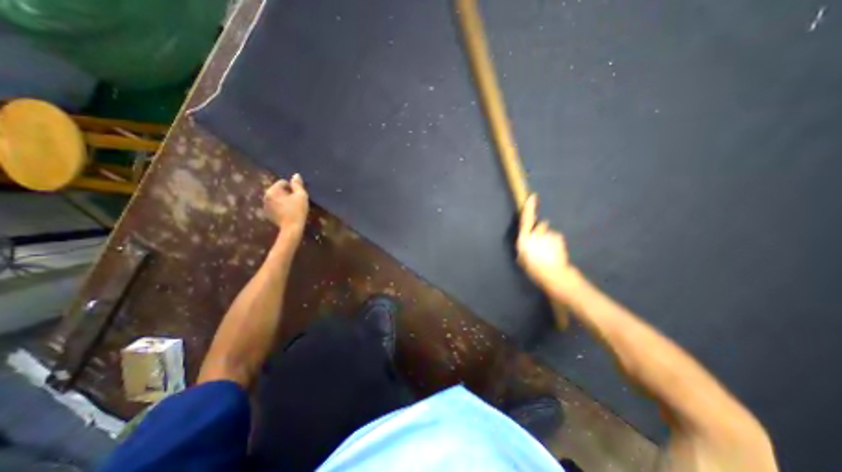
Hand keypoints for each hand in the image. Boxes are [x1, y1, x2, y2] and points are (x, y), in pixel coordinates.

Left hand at [263, 174, 307, 238]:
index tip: (298, 196)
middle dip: (287, 193)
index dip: (293, 188)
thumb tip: (296, 175)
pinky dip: (280, 207)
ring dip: (283, 200)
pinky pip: (275, 205)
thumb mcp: (301, 196)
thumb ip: (297, 184)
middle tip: (296, 201)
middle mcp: (265, 196)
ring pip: (276, 198)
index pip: (283, 182)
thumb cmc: (297, 210)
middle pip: (279, 190)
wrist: (292, 228)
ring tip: (292, 207)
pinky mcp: (267, 213)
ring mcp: (265, 205)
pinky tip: (287, 212)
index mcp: (272, 190)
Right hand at [517, 192, 575, 288]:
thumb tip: (526, 241)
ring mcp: (549, 235)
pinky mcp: (559, 238)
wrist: (553, 274)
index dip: (529, 208)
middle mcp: (536, 234)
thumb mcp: (523, 259)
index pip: (526, 220)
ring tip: (550, 253)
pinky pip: (557, 238)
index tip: (533, 196)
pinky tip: (556, 254)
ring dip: (550, 240)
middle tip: (543, 245)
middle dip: (542, 231)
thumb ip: (524, 247)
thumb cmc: (534, 269)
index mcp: (524, 239)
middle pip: (541, 226)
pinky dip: (556, 244)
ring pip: (550, 234)